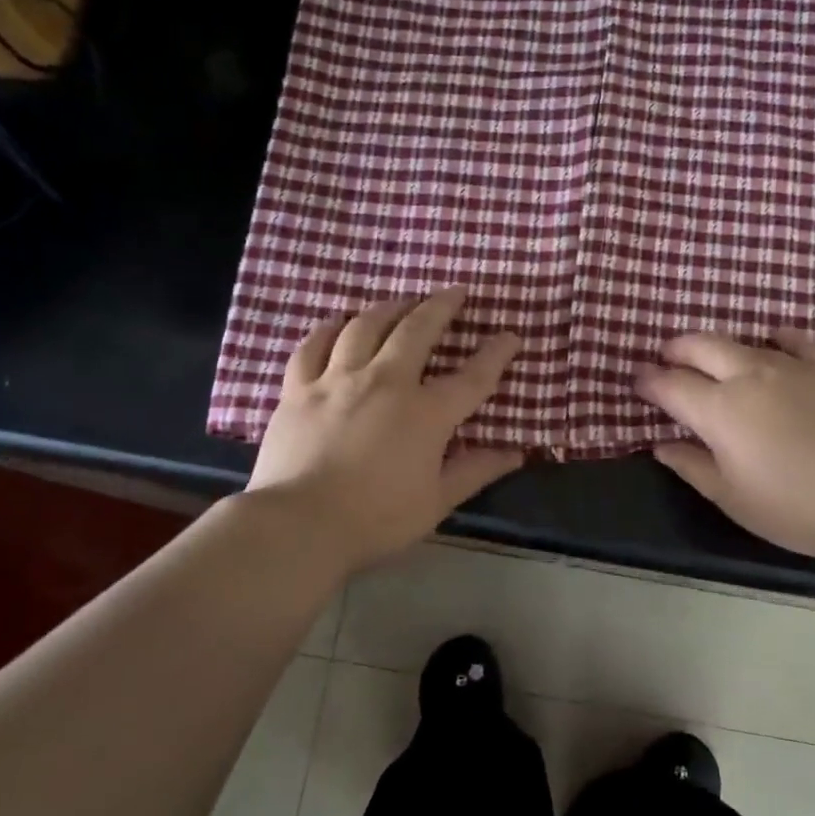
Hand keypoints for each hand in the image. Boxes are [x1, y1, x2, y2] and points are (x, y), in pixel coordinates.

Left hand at [247, 288, 524, 571]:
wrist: (299, 524)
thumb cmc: (375, 518)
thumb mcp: (436, 502)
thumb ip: (475, 471)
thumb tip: (515, 454)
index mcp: (425, 413)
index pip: (472, 376)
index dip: (496, 353)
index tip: (510, 336)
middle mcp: (385, 382)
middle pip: (417, 330)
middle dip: (441, 306)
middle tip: (455, 292)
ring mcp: (338, 380)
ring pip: (365, 326)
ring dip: (389, 308)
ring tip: (401, 302)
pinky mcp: (299, 389)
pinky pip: (313, 346)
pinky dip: (329, 329)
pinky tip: (338, 322)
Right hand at [635, 331, 814, 565]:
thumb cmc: (797, 507)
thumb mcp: (733, 498)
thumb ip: (692, 466)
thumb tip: (661, 445)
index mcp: (719, 410)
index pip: (670, 385)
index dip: (649, 381)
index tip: (637, 380)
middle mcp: (748, 376)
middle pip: (700, 347)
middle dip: (676, 349)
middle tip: (666, 358)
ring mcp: (790, 367)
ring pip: (742, 341)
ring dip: (717, 346)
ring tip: (711, 358)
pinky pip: (793, 341)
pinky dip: (774, 339)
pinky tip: (773, 343)